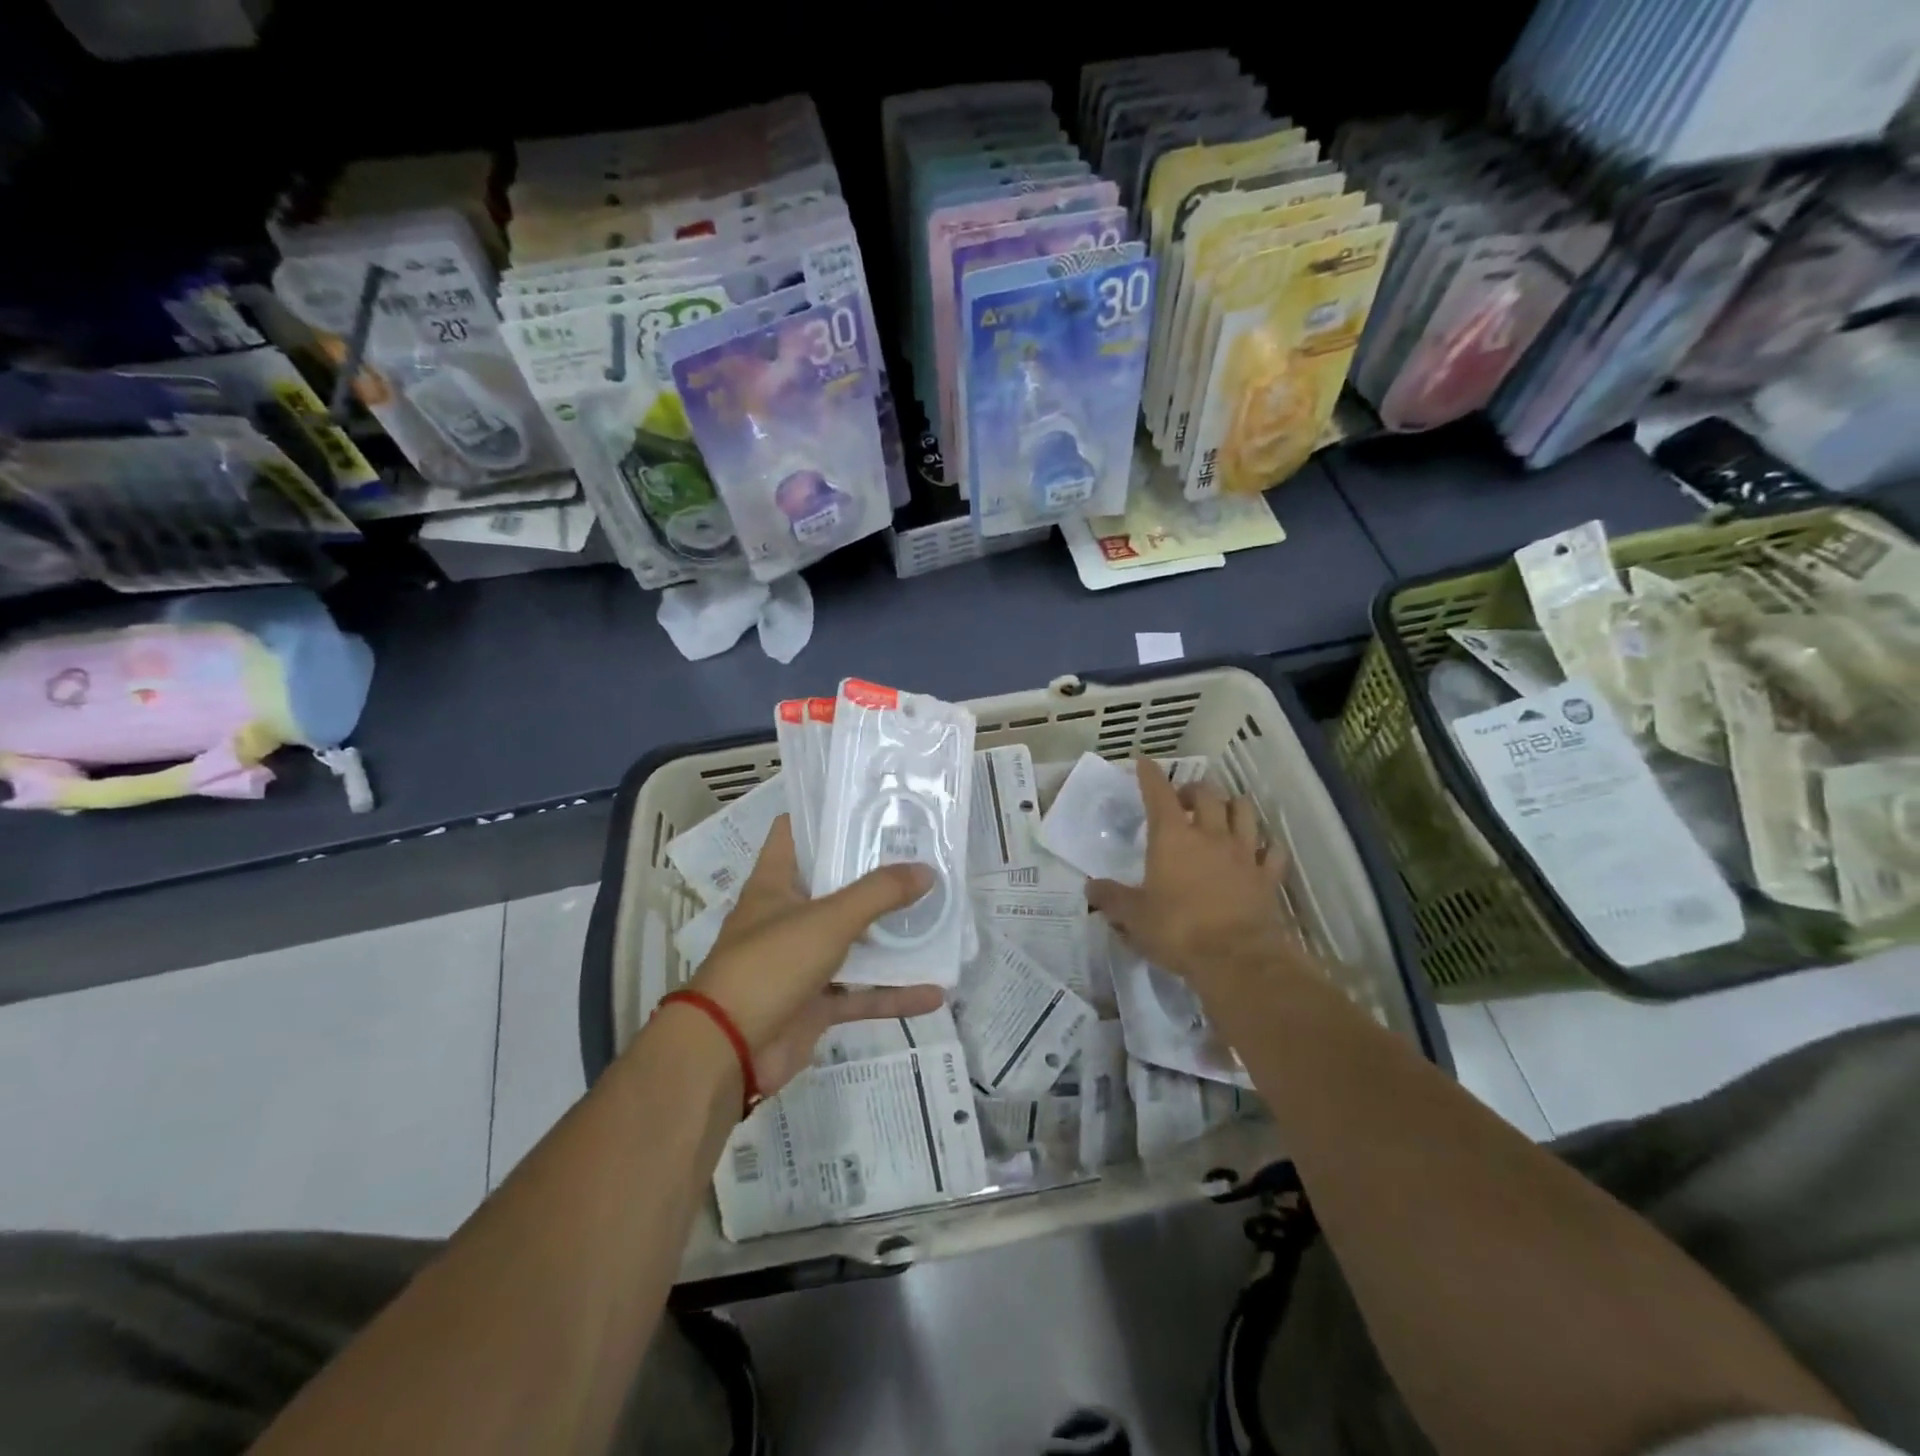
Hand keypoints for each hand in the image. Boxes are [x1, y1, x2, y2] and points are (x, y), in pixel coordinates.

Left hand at [685, 817, 944, 1093]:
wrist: (728, 1053)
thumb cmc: (769, 965)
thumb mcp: (828, 919)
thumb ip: (879, 894)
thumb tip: (927, 870)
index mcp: (775, 885)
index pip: (794, 834)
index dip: (825, 816)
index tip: (870, 806)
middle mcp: (786, 918)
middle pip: (834, 887)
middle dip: (875, 876)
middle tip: (922, 858)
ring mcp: (800, 963)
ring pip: (853, 943)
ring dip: (891, 938)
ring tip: (937, 919)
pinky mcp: (814, 1004)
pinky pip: (860, 994)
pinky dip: (893, 995)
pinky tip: (934, 993)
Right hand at [1086, 759, 1298, 1000]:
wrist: (1236, 958)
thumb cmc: (1177, 930)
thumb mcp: (1133, 916)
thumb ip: (1111, 898)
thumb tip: (1091, 888)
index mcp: (1172, 837)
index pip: (1159, 793)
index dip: (1150, 775)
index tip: (1144, 762)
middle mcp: (1210, 834)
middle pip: (1207, 794)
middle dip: (1193, 789)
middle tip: (1183, 801)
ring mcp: (1243, 853)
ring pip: (1243, 811)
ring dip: (1231, 806)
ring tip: (1222, 814)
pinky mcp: (1267, 876)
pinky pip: (1272, 850)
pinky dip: (1265, 845)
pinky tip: (1259, 850)